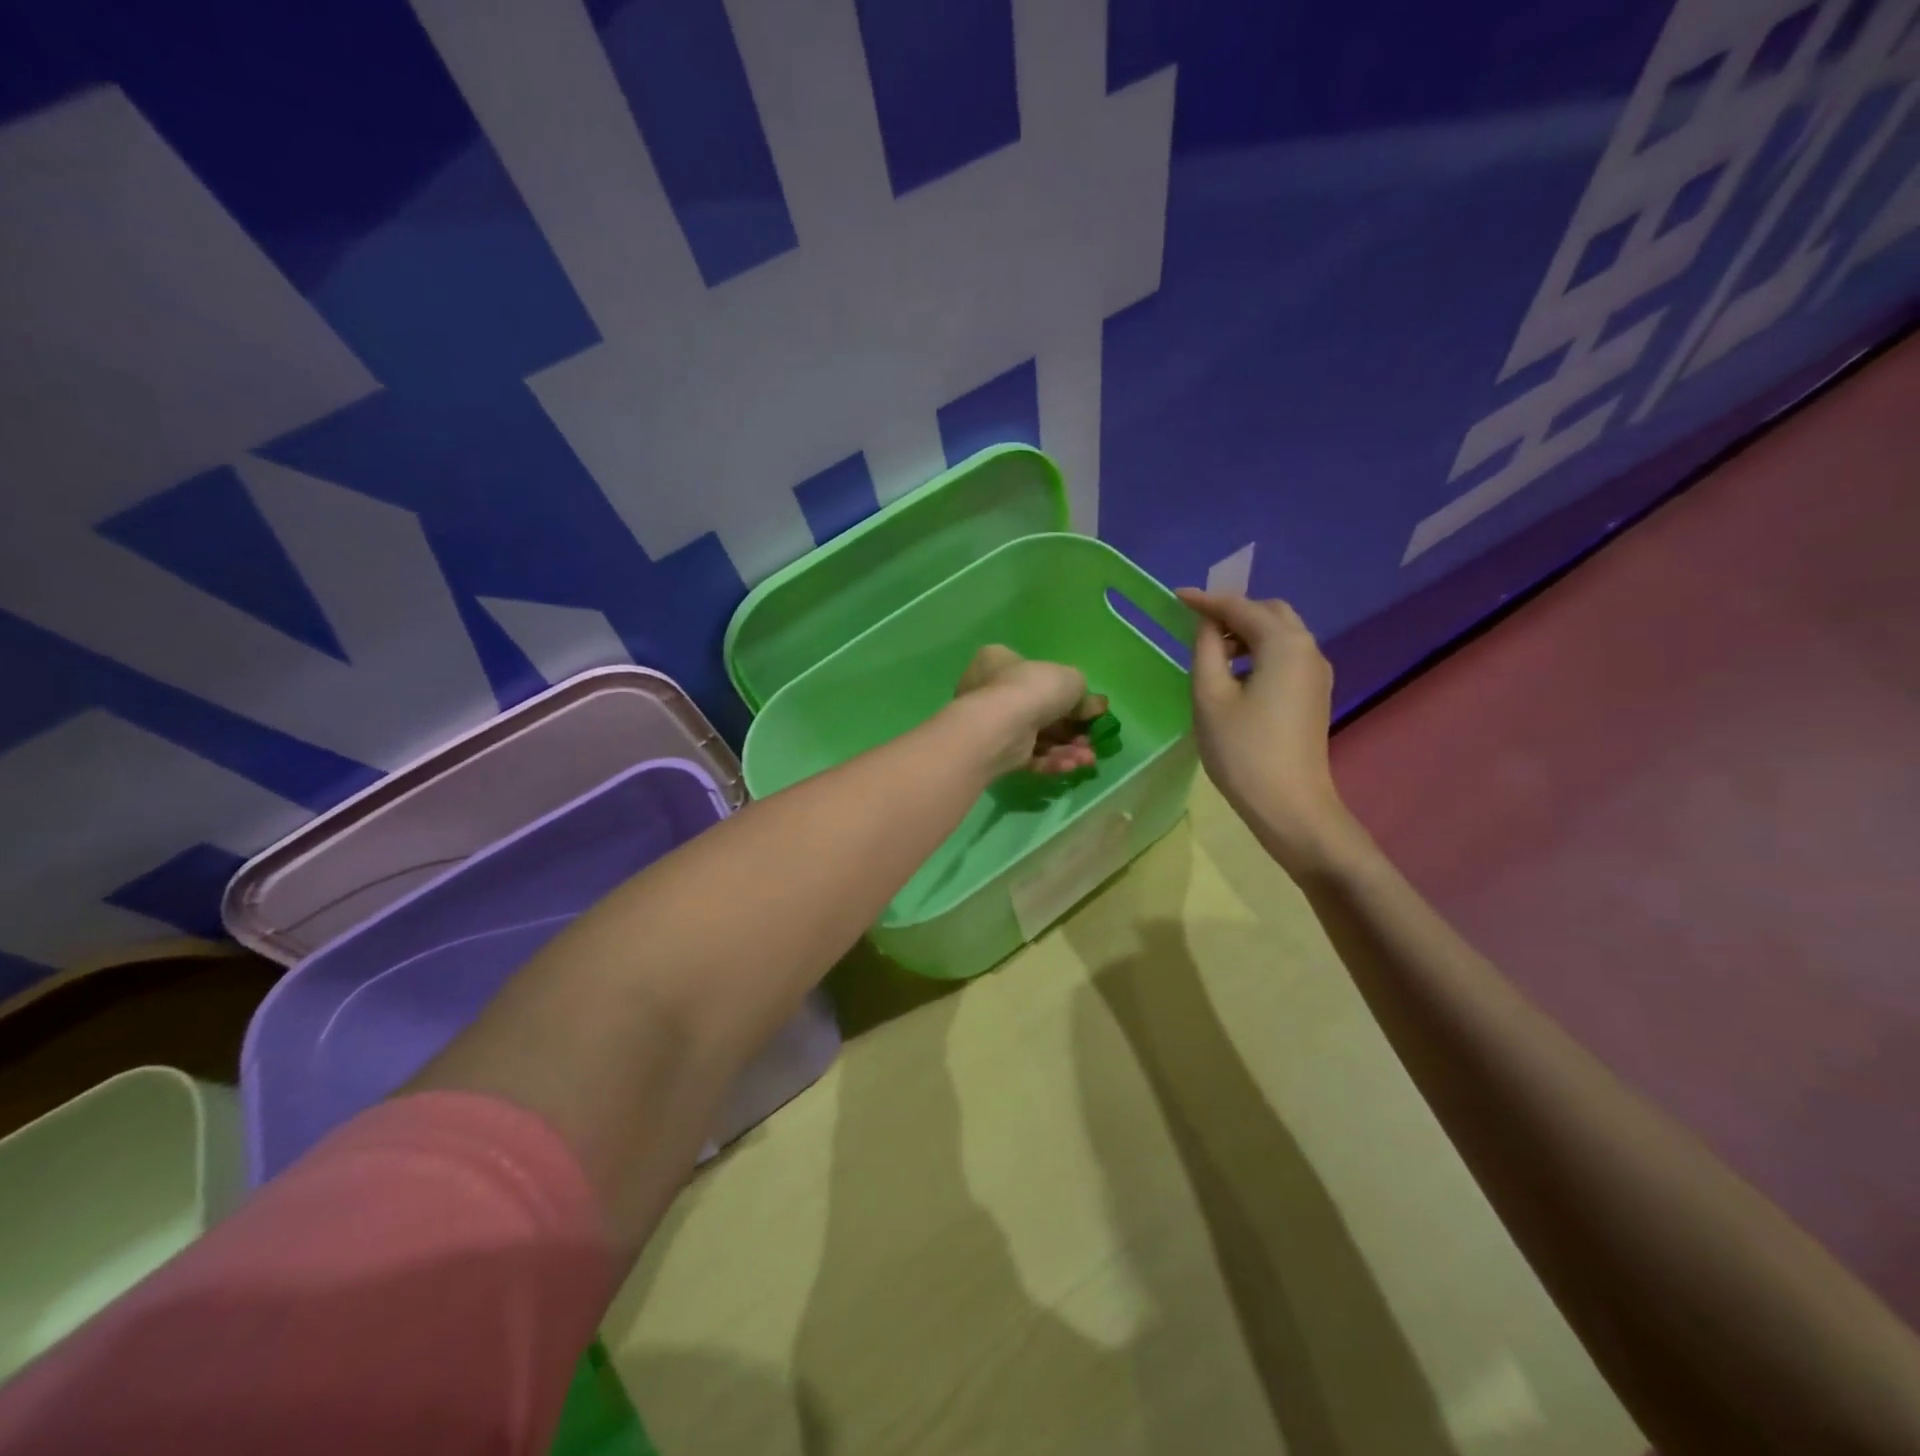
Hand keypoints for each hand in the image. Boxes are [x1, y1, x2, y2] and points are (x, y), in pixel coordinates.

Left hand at [953, 645, 1107, 776]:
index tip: (1090, 709)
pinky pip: (1028, 755)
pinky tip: (1072, 766)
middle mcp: (989, 690)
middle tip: (1091, 739)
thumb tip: (1093, 707)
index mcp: (999, 661)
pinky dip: (1051, 760)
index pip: (1034, 674)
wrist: (1000, 726)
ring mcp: (991, 724)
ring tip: (1088, 758)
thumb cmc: (1032, 688)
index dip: (1066, 693)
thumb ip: (1083, 694)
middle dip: (1071, 729)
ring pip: (1037, 737)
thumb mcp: (1070, 680)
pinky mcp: (995, 753)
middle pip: (1040, 710)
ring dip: (1067, 749)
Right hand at [1176, 589, 1363, 873]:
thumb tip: (1207, 623)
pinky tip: (1235, 676)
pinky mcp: (1314, 695)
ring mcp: (1316, 674)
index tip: (1175, 597)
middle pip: (1270, 613)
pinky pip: (1286, 657)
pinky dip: (1260, 653)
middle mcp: (1308, 649)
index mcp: (1284, 644)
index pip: (1241, 607)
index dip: (1206, 600)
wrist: (1290, 806)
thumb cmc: (1242, 750)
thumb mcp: (1210, 696)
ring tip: (1211, 654)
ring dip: (1247, 633)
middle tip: (1196, 625)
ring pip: (1281, 634)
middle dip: (1233, 612)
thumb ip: (1207, 649)